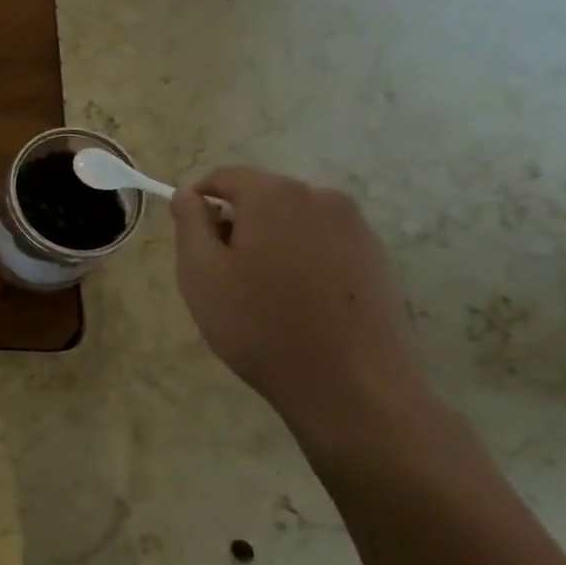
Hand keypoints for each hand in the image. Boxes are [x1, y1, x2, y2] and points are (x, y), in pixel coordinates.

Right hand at [170, 168, 436, 458]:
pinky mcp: (378, 260)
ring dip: (269, 244)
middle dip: (236, 225)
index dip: (198, 202)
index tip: (190, 241)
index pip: (224, 177)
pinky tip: (298, 305)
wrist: (352, 387)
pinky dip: (302, 262)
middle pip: (262, 197)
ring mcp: (357, 229)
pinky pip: (323, 245)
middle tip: (222, 276)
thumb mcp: (200, 274)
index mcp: (275, 195)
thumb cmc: (260, 325)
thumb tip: (187, 195)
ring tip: (261, 296)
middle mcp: (321, 198)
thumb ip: (189, 224)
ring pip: (293, 222)